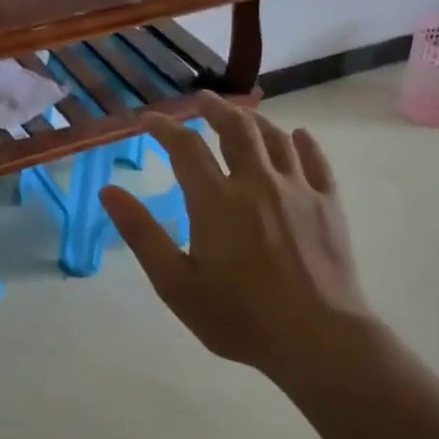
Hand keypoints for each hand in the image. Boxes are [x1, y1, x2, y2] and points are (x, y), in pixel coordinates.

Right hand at [100, 93, 379, 383]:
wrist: (316, 338)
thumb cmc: (238, 316)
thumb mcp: (175, 283)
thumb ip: (141, 234)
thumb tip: (108, 192)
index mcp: (216, 201)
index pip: (184, 148)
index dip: (164, 128)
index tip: (148, 119)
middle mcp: (257, 183)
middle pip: (236, 129)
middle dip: (215, 109)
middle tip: (201, 100)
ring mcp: (298, 190)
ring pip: (276, 138)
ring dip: (254, 120)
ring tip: (241, 114)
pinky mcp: (330, 205)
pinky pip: (316, 161)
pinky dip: (303, 143)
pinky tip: (298, 136)